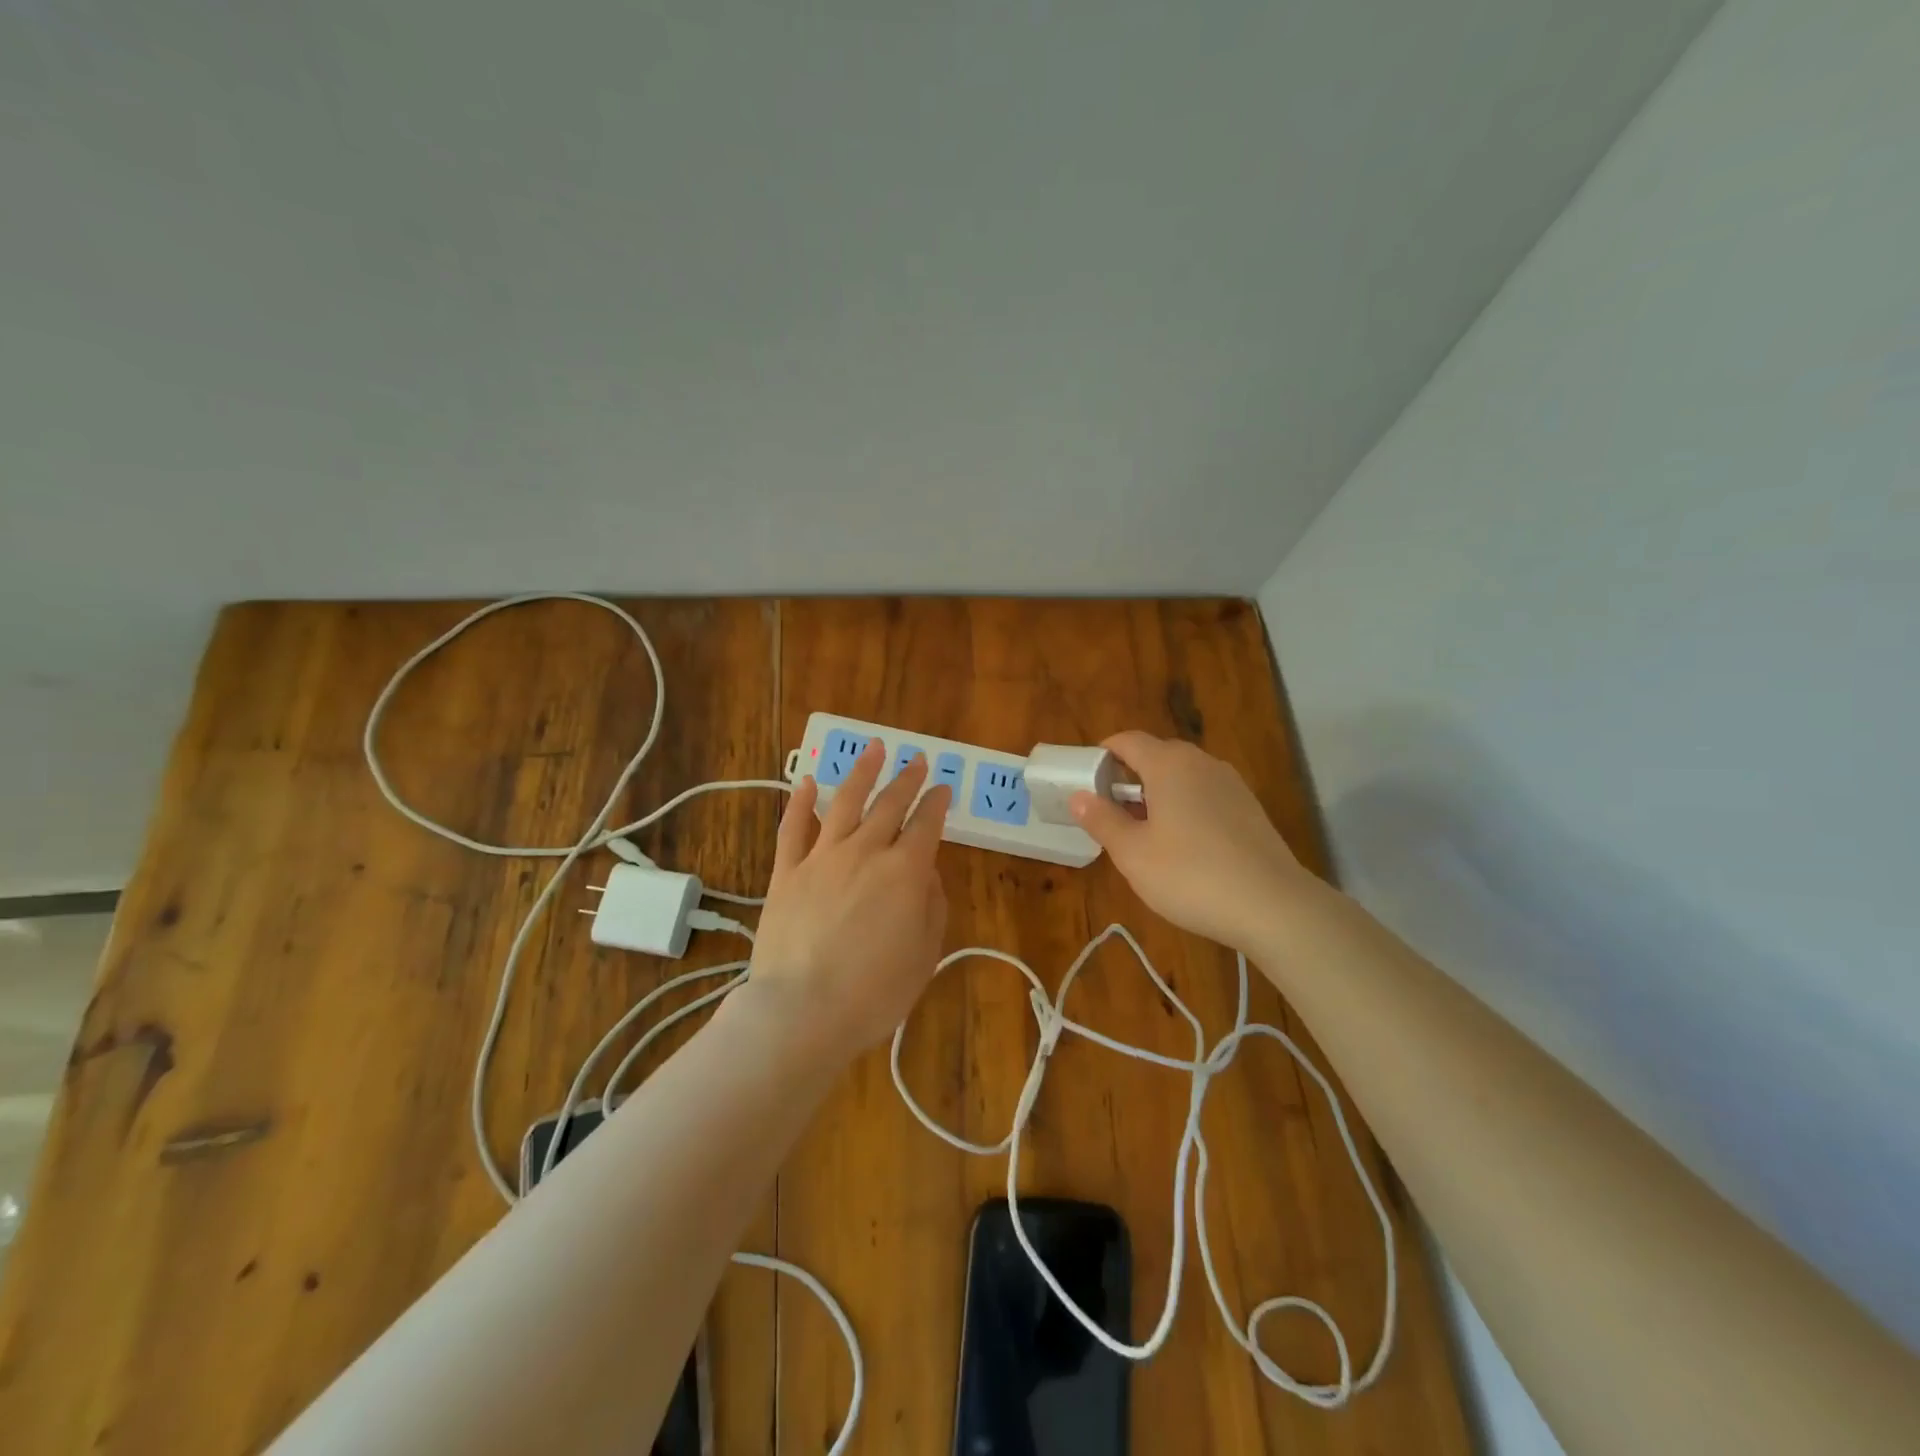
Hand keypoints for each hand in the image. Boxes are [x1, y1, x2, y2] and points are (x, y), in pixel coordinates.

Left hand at [746, 740, 950, 1060]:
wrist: (801, 1011)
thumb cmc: (874, 992)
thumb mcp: (924, 954)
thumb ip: (931, 906)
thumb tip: (926, 872)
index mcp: (905, 871)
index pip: (927, 825)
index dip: (938, 803)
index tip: (943, 788)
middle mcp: (865, 852)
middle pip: (890, 805)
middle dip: (907, 779)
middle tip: (918, 760)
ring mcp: (822, 857)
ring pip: (845, 802)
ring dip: (862, 772)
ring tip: (874, 748)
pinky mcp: (786, 872)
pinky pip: (793, 828)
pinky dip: (801, 802)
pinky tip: (807, 782)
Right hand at [1070, 731, 1310, 952]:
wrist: (1274, 906)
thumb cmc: (1190, 875)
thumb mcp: (1132, 853)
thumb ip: (1102, 820)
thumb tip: (1078, 795)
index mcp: (1168, 764)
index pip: (1127, 741)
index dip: (1103, 755)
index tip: (1086, 780)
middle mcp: (1201, 763)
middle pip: (1156, 755)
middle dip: (1129, 777)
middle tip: (1110, 812)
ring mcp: (1231, 784)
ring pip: (1183, 777)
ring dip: (1158, 794)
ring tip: (1144, 832)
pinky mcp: (1250, 808)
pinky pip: (1206, 795)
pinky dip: (1186, 807)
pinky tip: (1184, 846)